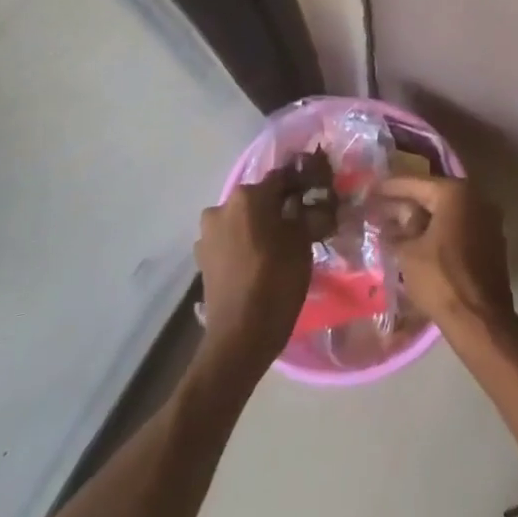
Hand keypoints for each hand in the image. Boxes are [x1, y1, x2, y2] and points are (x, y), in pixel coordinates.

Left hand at [196, 152, 334, 375]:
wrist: (239, 337)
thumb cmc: (277, 282)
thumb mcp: (303, 244)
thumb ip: (306, 214)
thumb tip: (313, 203)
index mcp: (248, 196)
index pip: (281, 178)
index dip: (301, 185)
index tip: (315, 196)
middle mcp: (223, 206)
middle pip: (258, 198)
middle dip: (277, 207)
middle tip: (299, 224)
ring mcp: (208, 233)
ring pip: (242, 219)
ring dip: (258, 226)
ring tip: (277, 246)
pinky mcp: (202, 257)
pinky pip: (229, 240)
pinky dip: (243, 244)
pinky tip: (257, 262)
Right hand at [373, 175, 515, 339]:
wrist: (480, 320)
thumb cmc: (441, 279)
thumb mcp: (408, 253)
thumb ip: (398, 230)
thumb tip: (392, 221)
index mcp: (456, 193)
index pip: (416, 183)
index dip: (390, 186)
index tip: (370, 187)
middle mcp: (476, 198)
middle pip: (433, 195)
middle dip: (406, 202)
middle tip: (380, 206)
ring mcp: (488, 220)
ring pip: (447, 212)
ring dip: (423, 218)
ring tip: (395, 224)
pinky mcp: (491, 241)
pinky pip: (459, 226)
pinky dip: (439, 230)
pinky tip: (418, 241)